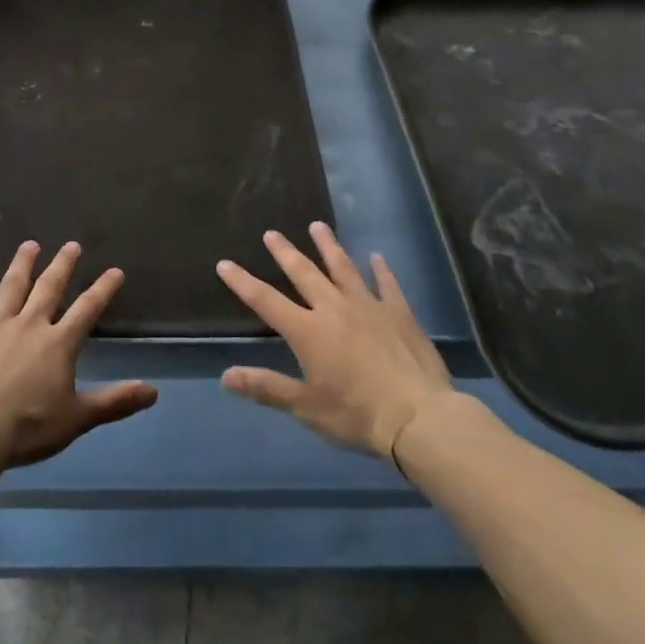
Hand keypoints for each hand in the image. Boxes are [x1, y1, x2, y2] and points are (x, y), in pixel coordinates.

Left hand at [0, 241, 157, 477]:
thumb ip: (115, 402)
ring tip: (29, 245)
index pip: (87, 309)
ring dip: (22, 265)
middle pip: (49, 288)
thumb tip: (153, 391)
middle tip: (71, 245)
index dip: (103, 289)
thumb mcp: (77, 420)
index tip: (115, 271)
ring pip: (11, 288)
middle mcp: (29, 325)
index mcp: (58, 343)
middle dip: (62, 266)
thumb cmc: (27, 429)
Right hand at [218, 223, 453, 461]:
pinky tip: (377, 257)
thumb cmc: (357, 415)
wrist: (420, 418)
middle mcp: (334, 309)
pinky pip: (387, 284)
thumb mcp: (306, 407)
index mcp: (308, 331)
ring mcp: (369, 306)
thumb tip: (225, 376)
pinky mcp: (399, 313)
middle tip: (271, 233)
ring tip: (317, 226)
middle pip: (304, 273)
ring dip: (328, 246)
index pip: (266, 301)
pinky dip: (381, 269)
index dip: (243, 282)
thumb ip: (266, 387)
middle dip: (285, 252)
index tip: (224, 263)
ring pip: (343, 268)